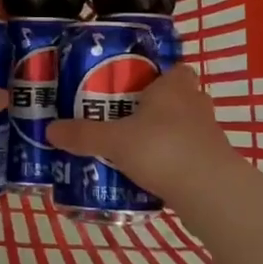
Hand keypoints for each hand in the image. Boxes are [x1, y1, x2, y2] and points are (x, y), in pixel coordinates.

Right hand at [46, 65, 240, 202]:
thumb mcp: (114, 141)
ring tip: (132, 148)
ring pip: (182, 127)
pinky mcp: (213, 164)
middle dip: (154, 107)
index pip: (173, 69)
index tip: (132, 86)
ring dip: (163, 135)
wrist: (212, 194)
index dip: (156, 75)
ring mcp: (208, 135)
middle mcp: (195, 104)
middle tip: (123, 117)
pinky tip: (150, 174)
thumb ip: (83, 135)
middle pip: (175, 98)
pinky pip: (188, 154)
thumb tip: (49, 130)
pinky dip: (172, 161)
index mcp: (174, 87)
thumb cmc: (163, 149)